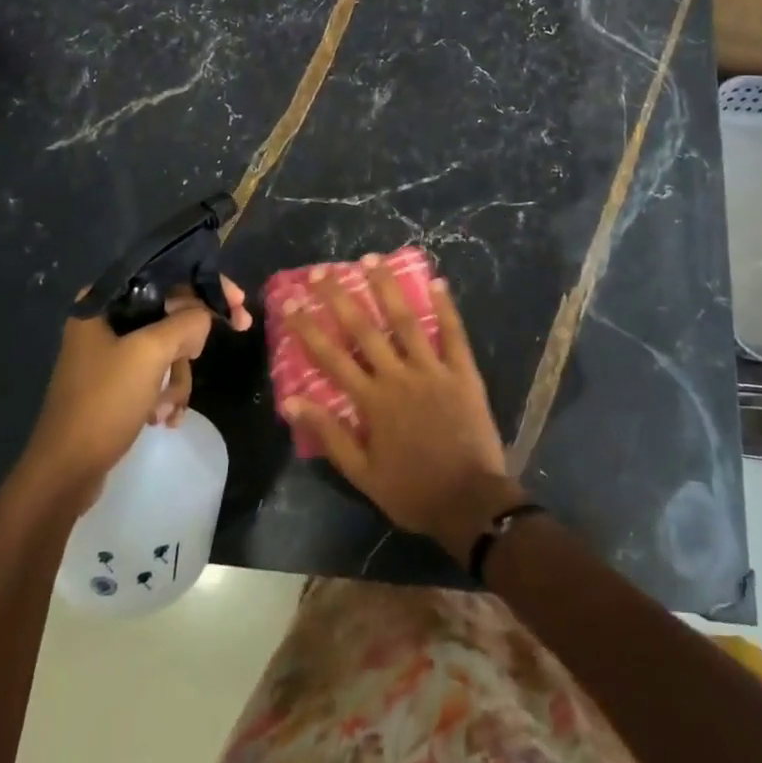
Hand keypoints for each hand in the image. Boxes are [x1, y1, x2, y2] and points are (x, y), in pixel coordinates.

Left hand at [22, 277, 251, 505]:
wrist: (65, 472)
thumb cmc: (104, 402)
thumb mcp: (150, 354)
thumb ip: (185, 322)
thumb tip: (204, 315)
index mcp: (103, 302)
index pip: (166, 276)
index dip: (206, 286)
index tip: (239, 304)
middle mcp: (104, 321)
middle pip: (170, 313)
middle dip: (191, 342)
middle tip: (206, 354)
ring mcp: (108, 354)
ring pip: (166, 348)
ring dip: (177, 378)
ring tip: (169, 407)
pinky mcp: (114, 383)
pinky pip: (155, 374)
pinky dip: (165, 393)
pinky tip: (164, 418)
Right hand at [282, 259, 523, 560]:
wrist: (470, 503)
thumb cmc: (412, 491)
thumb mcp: (362, 473)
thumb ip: (329, 434)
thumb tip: (291, 401)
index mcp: (372, 401)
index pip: (332, 356)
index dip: (309, 327)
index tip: (291, 301)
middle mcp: (398, 376)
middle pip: (364, 329)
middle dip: (340, 297)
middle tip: (322, 271)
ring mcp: (433, 370)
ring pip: (406, 321)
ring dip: (387, 288)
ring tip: (371, 259)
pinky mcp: (463, 372)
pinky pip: (453, 334)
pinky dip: (446, 307)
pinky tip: (437, 281)